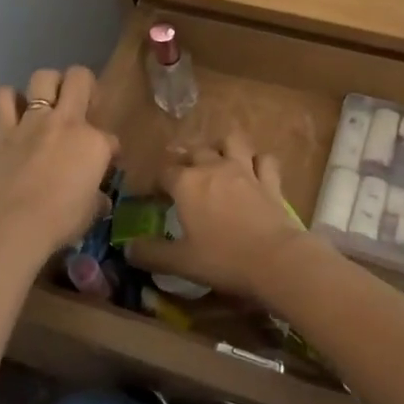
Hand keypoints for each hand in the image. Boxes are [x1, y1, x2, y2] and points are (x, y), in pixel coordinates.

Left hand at [0, 66, 117, 269]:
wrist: (11, 227)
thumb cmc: (58, 223)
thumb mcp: (89, 213)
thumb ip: (96, 199)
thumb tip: (100, 199)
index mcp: (95, 143)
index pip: (111, 138)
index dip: (109, 152)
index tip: (104, 164)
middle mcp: (66, 122)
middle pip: (79, 78)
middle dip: (84, 86)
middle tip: (81, 107)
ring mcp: (32, 121)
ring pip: (43, 77)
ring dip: (48, 86)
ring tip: (48, 103)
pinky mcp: (2, 130)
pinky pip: (2, 97)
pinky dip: (9, 100)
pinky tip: (14, 112)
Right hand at [123, 130, 316, 300]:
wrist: (275, 260)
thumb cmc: (223, 259)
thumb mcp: (180, 262)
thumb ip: (151, 254)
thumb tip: (128, 249)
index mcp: (187, 183)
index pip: (163, 172)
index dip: (155, 182)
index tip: (152, 196)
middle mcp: (213, 167)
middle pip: (194, 151)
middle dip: (184, 159)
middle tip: (181, 176)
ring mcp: (245, 169)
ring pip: (231, 142)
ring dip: (221, 146)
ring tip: (217, 159)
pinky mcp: (269, 180)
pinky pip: (264, 159)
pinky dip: (257, 161)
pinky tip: (254, 170)